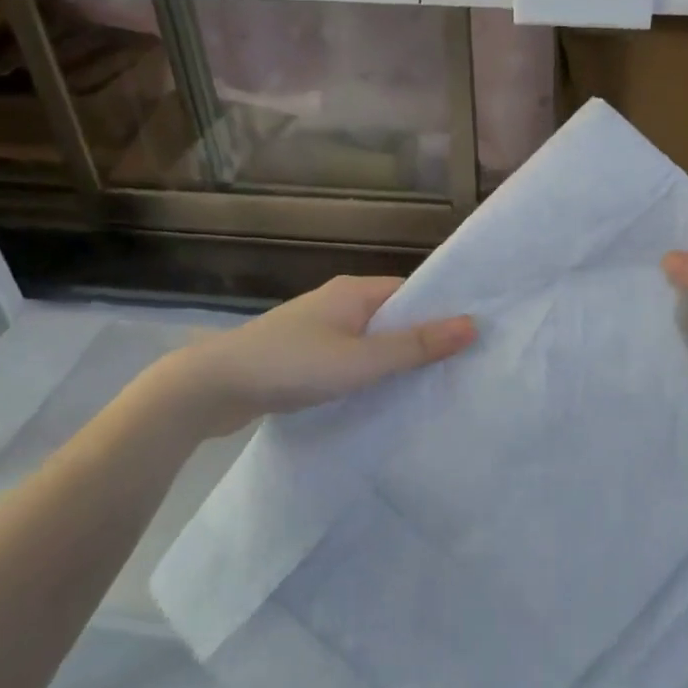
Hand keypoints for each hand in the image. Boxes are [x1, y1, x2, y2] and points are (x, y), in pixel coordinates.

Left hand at [153, 276, 475, 431]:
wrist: (212, 386)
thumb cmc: (292, 365)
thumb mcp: (362, 360)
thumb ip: (416, 346)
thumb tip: (473, 325)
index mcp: (354, 291)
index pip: (413, 293)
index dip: (443, 312)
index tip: (475, 338)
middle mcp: (337, 302)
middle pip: (393, 317)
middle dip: (422, 339)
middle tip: (462, 369)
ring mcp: (317, 329)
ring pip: (370, 340)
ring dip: (394, 359)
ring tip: (430, 387)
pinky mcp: (302, 354)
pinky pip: (349, 357)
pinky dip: (367, 372)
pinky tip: (380, 396)